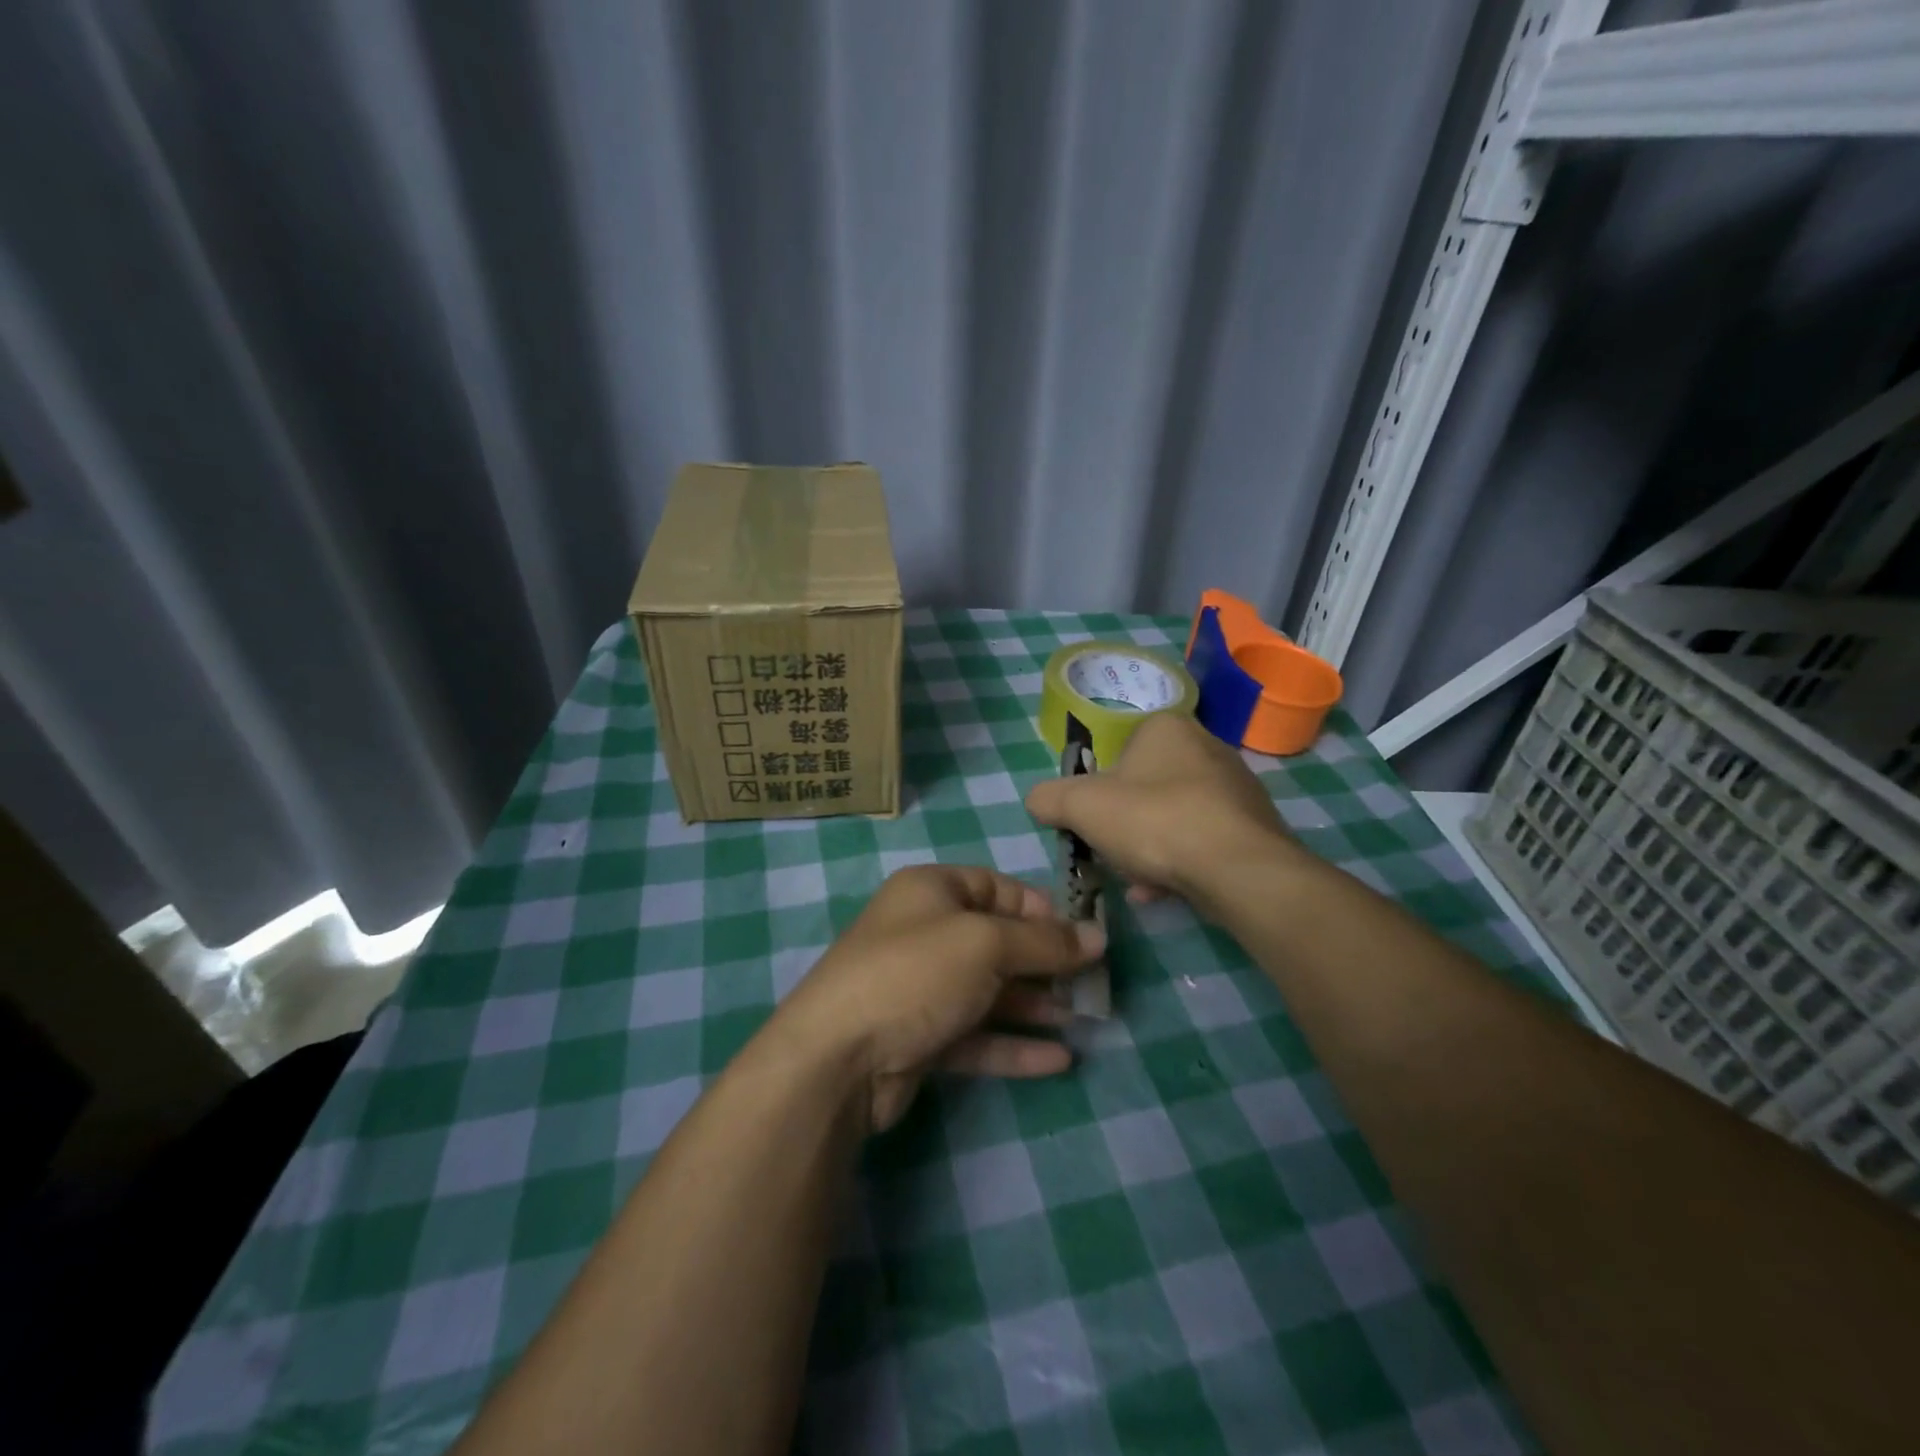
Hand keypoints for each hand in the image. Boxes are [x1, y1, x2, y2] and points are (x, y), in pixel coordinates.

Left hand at [764, 865, 1104, 1132]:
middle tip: (1092, 984)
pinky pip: (976, 1035)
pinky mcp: (920, 1037)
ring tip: (1082, 1021)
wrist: (836, 1058)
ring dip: (1034, 1006)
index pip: (996, 887)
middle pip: (996, 941)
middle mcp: (924, 933)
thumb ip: (1044, 942)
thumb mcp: (985, 944)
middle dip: (1044, 962)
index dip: (1040, 909)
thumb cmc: (915, 974)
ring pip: (988, 991)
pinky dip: (1014, 1045)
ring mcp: (920, 988)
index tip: (1083, 935)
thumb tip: (1097, 936)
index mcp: (931, 891)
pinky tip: (1058, 1061)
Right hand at [1025, 713, 1297, 907]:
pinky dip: (1179, 863)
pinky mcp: (1254, 826)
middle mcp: (1207, 747)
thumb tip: (1038, 801)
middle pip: (1146, 787)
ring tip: (1137, 882)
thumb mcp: (1080, 806)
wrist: (1237, 869)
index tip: (1092, 821)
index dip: (1098, 789)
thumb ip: (1049, 798)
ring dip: (1149, 849)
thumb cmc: (1154, 820)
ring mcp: (1236, 787)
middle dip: (1125, 824)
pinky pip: (1202, 841)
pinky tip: (1162, 891)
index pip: (1119, 751)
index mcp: (1167, 727)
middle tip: (1112, 853)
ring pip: (1174, 818)